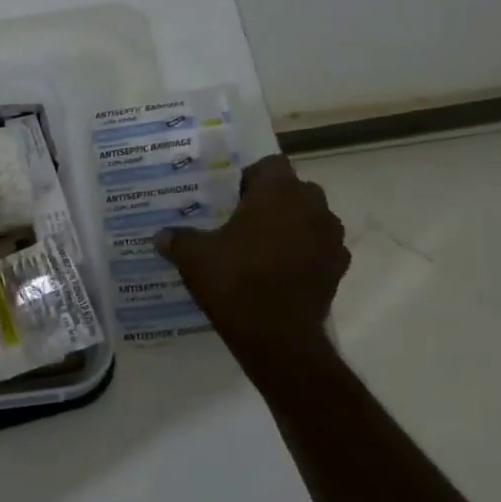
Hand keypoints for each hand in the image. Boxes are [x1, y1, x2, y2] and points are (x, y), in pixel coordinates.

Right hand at [155, 155, 348, 366]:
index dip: (249, 177)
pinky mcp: (338, 268)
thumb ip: (178, 239)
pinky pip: (319, 249)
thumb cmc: (234, 281)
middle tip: (241, 220)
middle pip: (293, 190)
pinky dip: (303, 254)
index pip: (270, 165)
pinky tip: (278, 272)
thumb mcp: (193, 257)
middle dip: (271, 201)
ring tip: (260, 247)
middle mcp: (312, 206)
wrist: (276, 337)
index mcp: (278, 192)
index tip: (229, 197)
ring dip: (290, 226)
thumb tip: (162, 235)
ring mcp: (331, 238)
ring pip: (309, 219)